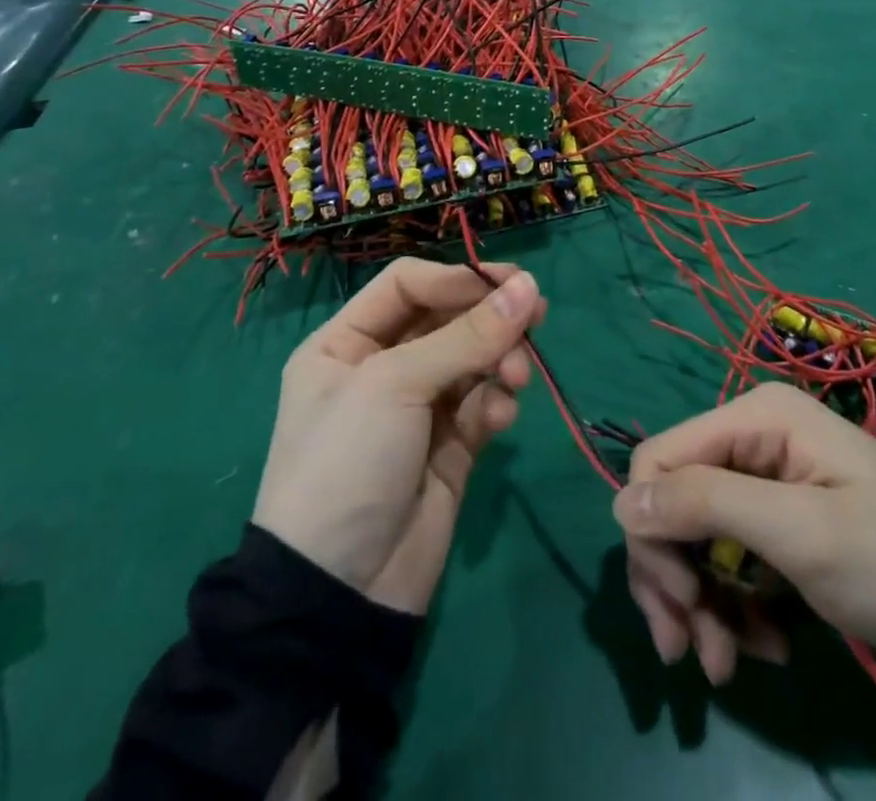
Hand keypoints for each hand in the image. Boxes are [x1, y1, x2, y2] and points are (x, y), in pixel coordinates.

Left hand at [252, 258, 543, 613]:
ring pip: (472, 360)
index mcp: (346, 343)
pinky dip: (496, 402)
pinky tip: (501, 416)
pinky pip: (482, 404)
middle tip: (536, 318)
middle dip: (489, 320)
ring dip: (500, 360)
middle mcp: (381, 368)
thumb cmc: (348, 463)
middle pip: (447, 320)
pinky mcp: (449, 446)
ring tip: (516, 378)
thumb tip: (529, 287)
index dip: (456, 279)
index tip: (508, 283)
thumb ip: (468, 335)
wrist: (338, 596)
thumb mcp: (398, 386)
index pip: (408, 286)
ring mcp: (417, 409)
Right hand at [612, 383, 875, 683]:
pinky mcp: (778, 518)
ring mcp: (764, 477)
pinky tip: (767, 645)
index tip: (679, 603)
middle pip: (672, 500)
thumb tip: (621, 503)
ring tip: (729, 663)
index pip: (659, 459)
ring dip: (704, 602)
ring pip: (695, 536)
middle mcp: (749, 437)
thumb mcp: (800, 535)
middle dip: (675, 578)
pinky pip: (729, 556)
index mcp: (753, 419)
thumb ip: (706, 506)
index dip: (652, 530)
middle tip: (692, 652)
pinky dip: (736, 604)